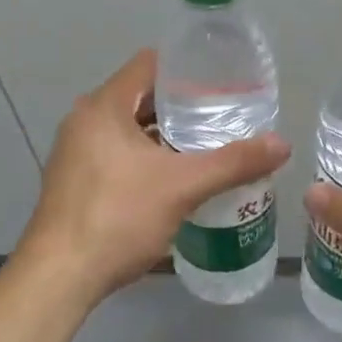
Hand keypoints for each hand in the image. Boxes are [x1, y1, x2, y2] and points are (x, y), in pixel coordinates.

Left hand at [19, 49, 290, 304]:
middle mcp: (85, 120)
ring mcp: (76, 152)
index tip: (223, 83)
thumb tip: (283, 144)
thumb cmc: (118, 218)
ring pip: (131, 129)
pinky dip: (148, 158)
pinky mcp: (76, 180)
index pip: (150, 65)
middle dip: (184, 106)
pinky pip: (119, 153)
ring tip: (208, 146)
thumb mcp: (183, 187)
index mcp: (104, 106)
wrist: (59, 277)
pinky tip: (177, 179)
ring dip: (166, 135)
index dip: (187, 69)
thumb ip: (233, 163)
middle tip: (225, 117)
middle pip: (142, 97)